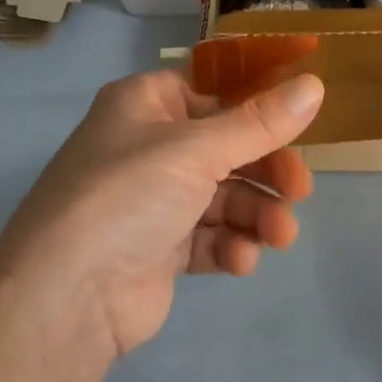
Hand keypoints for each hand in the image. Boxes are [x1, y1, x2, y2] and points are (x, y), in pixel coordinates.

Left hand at [0, 72, 322, 360]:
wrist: (66, 297)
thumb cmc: (129, 193)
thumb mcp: (198, 149)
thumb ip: (260, 122)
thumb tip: (315, 84)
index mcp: (146, 103)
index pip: (212, 92)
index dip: (255, 105)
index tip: (300, 121)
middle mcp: (146, 145)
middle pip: (223, 147)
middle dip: (264, 169)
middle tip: (301, 190)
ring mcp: (150, 199)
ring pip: (220, 195)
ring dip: (254, 213)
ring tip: (279, 235)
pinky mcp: (156, 249)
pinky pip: (206, 237)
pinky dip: (228, 245)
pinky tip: (240, 261)